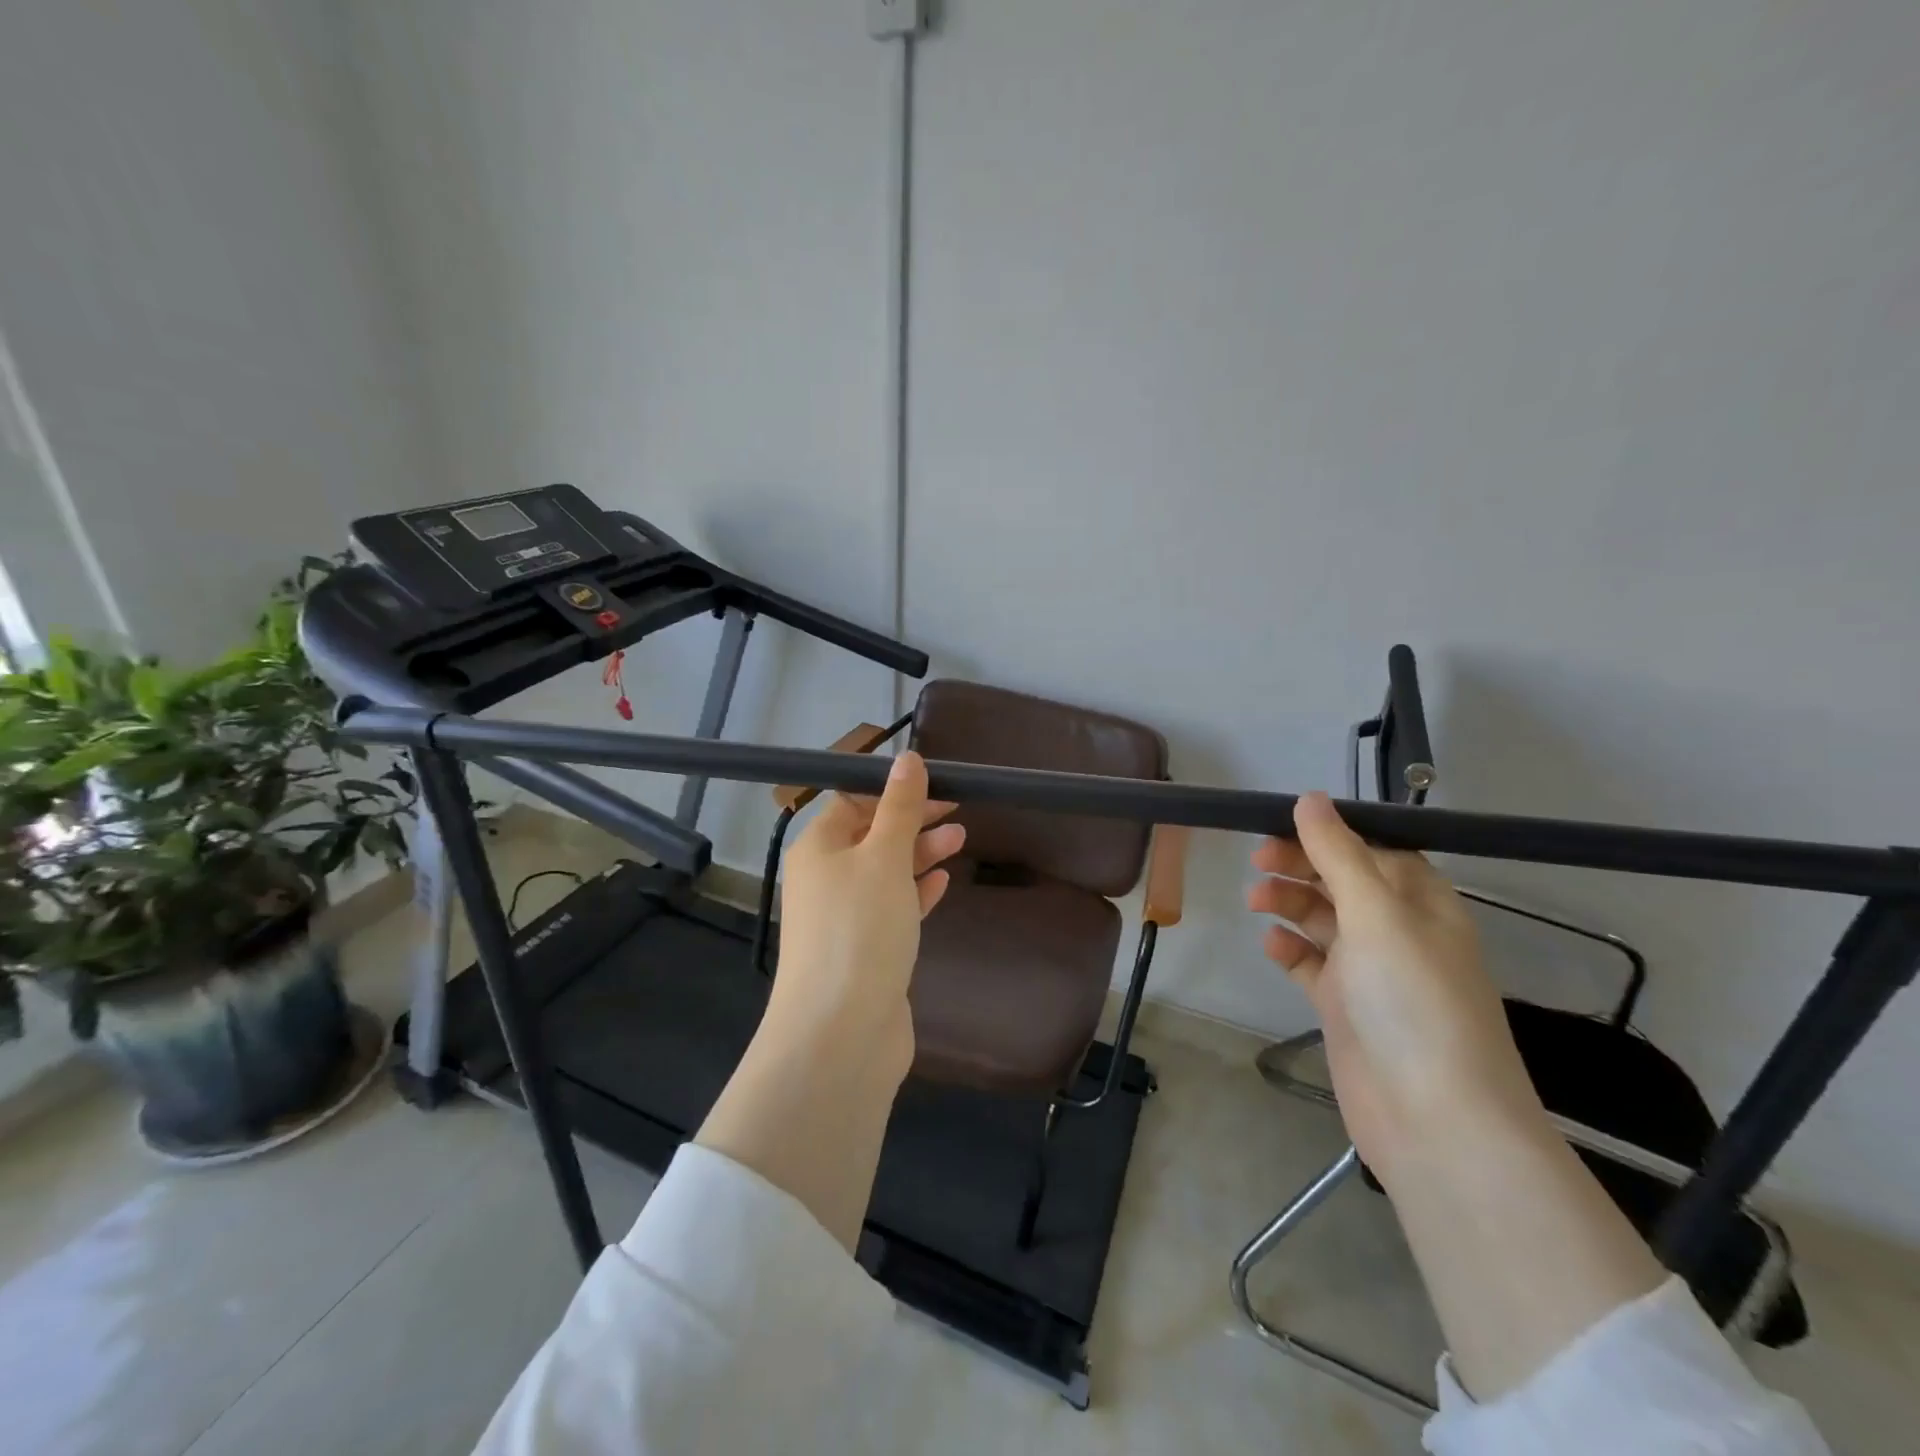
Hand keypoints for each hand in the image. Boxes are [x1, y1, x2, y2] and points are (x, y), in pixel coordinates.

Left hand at [764, 751, 965, 1079]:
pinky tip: (942, 883)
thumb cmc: (860, 930)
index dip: (893, 789)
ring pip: (884, 872)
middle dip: (913, 820)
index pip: (852, 801)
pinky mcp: (864, 951)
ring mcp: (843, 918)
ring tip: (963, 839)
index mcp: (818, 848)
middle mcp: (824, 879)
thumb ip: (899, 808)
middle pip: (870, 835)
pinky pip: (891, 908)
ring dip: (920, 854)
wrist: (841, 1034)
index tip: (938, 783)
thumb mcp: (884, 858)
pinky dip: (915, 892)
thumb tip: (907, 759)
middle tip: (958, 810)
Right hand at [1247, 793, 1540, 1175]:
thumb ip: (1338, 854)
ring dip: (1290, 903)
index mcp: (1422, 903)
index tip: (1281, 823)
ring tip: (1256, 901)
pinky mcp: (1345, 1007)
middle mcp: (1398, 931)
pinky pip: (1312, 964)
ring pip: (1323, 920)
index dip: (1330, 833)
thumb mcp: (1376, 914)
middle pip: (1343, 881)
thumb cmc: (1412, 1001)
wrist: (1434, 1120)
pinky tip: (1272, 945)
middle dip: (1301, 865)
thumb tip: (1310, 798)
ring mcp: (1371, 972)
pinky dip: (1290, 949)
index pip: (1374, 849)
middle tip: (1257, 860)